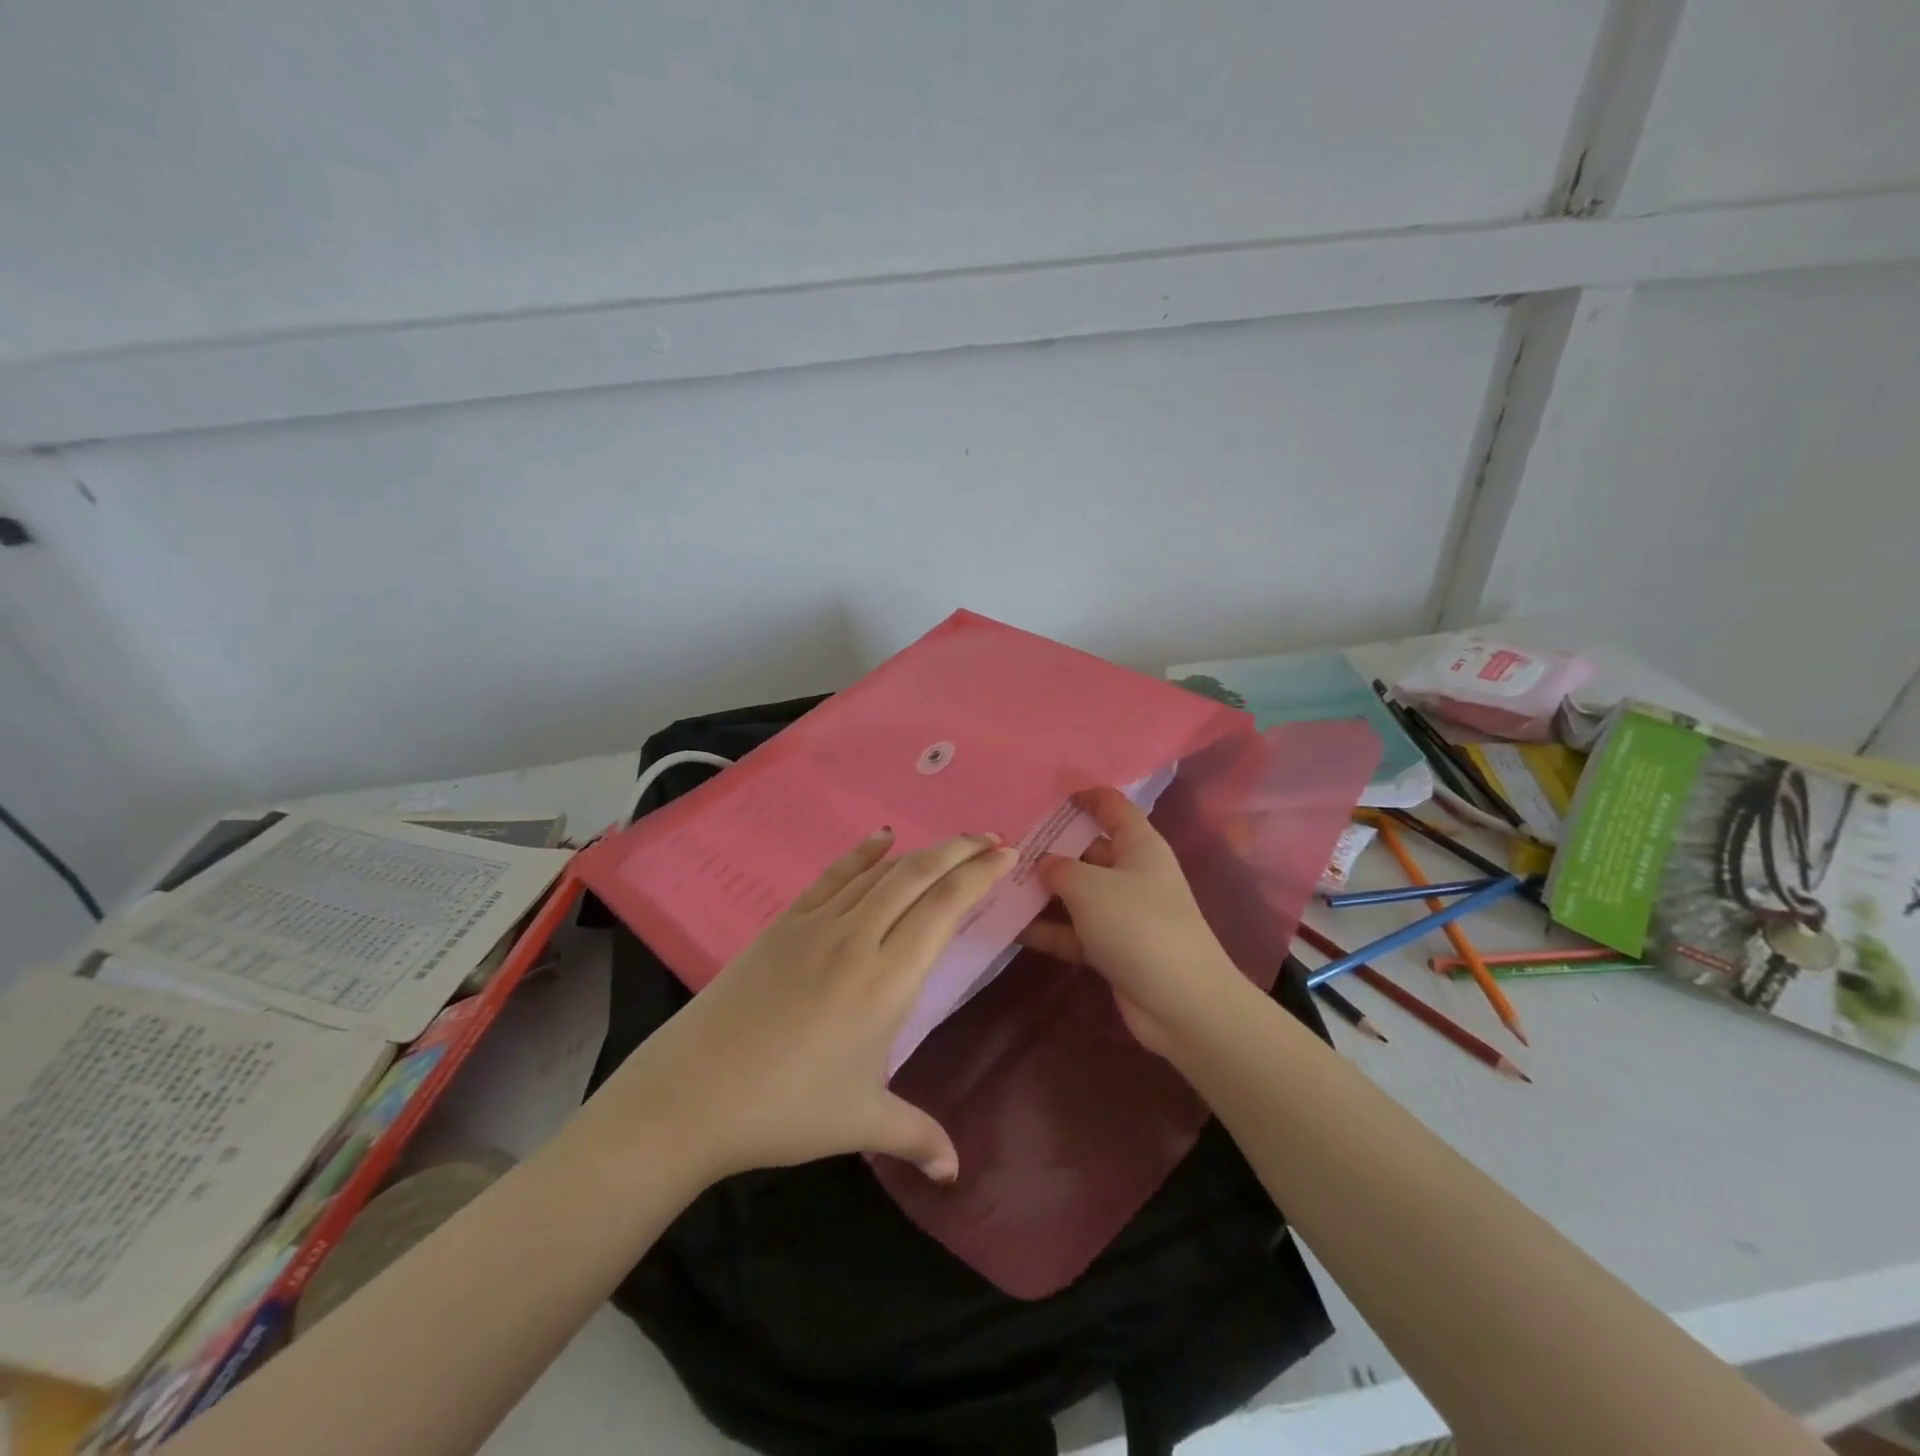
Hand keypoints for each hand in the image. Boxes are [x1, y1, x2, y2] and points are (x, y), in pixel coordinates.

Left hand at [592, 828, 1013, 1185]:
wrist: (693, 1091)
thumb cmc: (785, 1108)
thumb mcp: (859, 1122)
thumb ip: (916, 1136)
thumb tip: (955, 1173)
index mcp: (887, 980)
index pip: (944, 907)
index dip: (978, 874)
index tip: (1007, 855)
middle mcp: (859, 937)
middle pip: (918, 875)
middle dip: (960, 850)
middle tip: (991, 837)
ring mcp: (818, 924)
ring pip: (881, 871)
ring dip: (921, 851)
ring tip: (951, 843)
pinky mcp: (785, 922)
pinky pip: (833, 876)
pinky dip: (862, 854)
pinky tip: (881, 839)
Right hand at [1017, 787, 1250, 1056]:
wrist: (1181, 1003)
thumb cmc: (1138, 925)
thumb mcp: (1090, 887)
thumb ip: (1059, 868)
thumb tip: (1043, 864)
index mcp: (1138, 845)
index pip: (1111, 807)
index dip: (1083, 795)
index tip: (1046, 794)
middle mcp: (1132, 873)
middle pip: (1087, 849)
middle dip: (1050, 847)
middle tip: (1005, 843)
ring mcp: (1122, 912)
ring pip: (1076, 892)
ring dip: (1042, 891)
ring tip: (996, 882)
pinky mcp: (1112, 948)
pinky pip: (1073, 930)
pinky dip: (1047, 929)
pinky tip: (1009, 926)